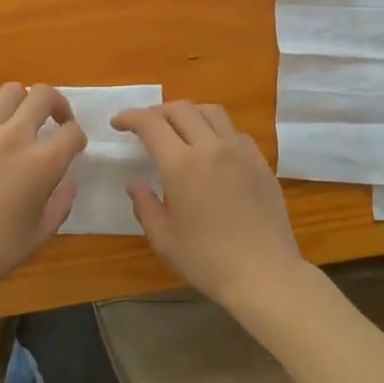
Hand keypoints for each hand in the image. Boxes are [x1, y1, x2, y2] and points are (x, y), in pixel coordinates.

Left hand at [0, 83, 86, 311]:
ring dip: (21, 104)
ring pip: (9, 92)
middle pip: (43, 95)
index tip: (73, 148)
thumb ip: (61, 203)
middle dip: (56, 104)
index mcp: (42, 163)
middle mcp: (15, 137)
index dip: (77, 138)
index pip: (71, 132)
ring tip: (18, 123)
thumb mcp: (41, 234)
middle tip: (53, 122)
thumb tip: (67, 181)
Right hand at [111, 102, 306, 312]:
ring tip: (178, 129)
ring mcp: (240, 151)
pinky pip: (234, 131)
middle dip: (157, 111)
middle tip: (145, 126)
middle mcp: (211, 147)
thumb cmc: (207, 260)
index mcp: (181, 164)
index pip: (151, 124)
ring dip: (189, 113)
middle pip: (181, 109)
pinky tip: (211, 149)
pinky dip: (215, 129)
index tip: (119, 122)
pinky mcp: (260, 161)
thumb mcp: (163, 239)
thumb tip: (136, 182)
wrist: (264, 273)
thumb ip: (145, 205)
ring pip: (211, 112)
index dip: (131, 117)